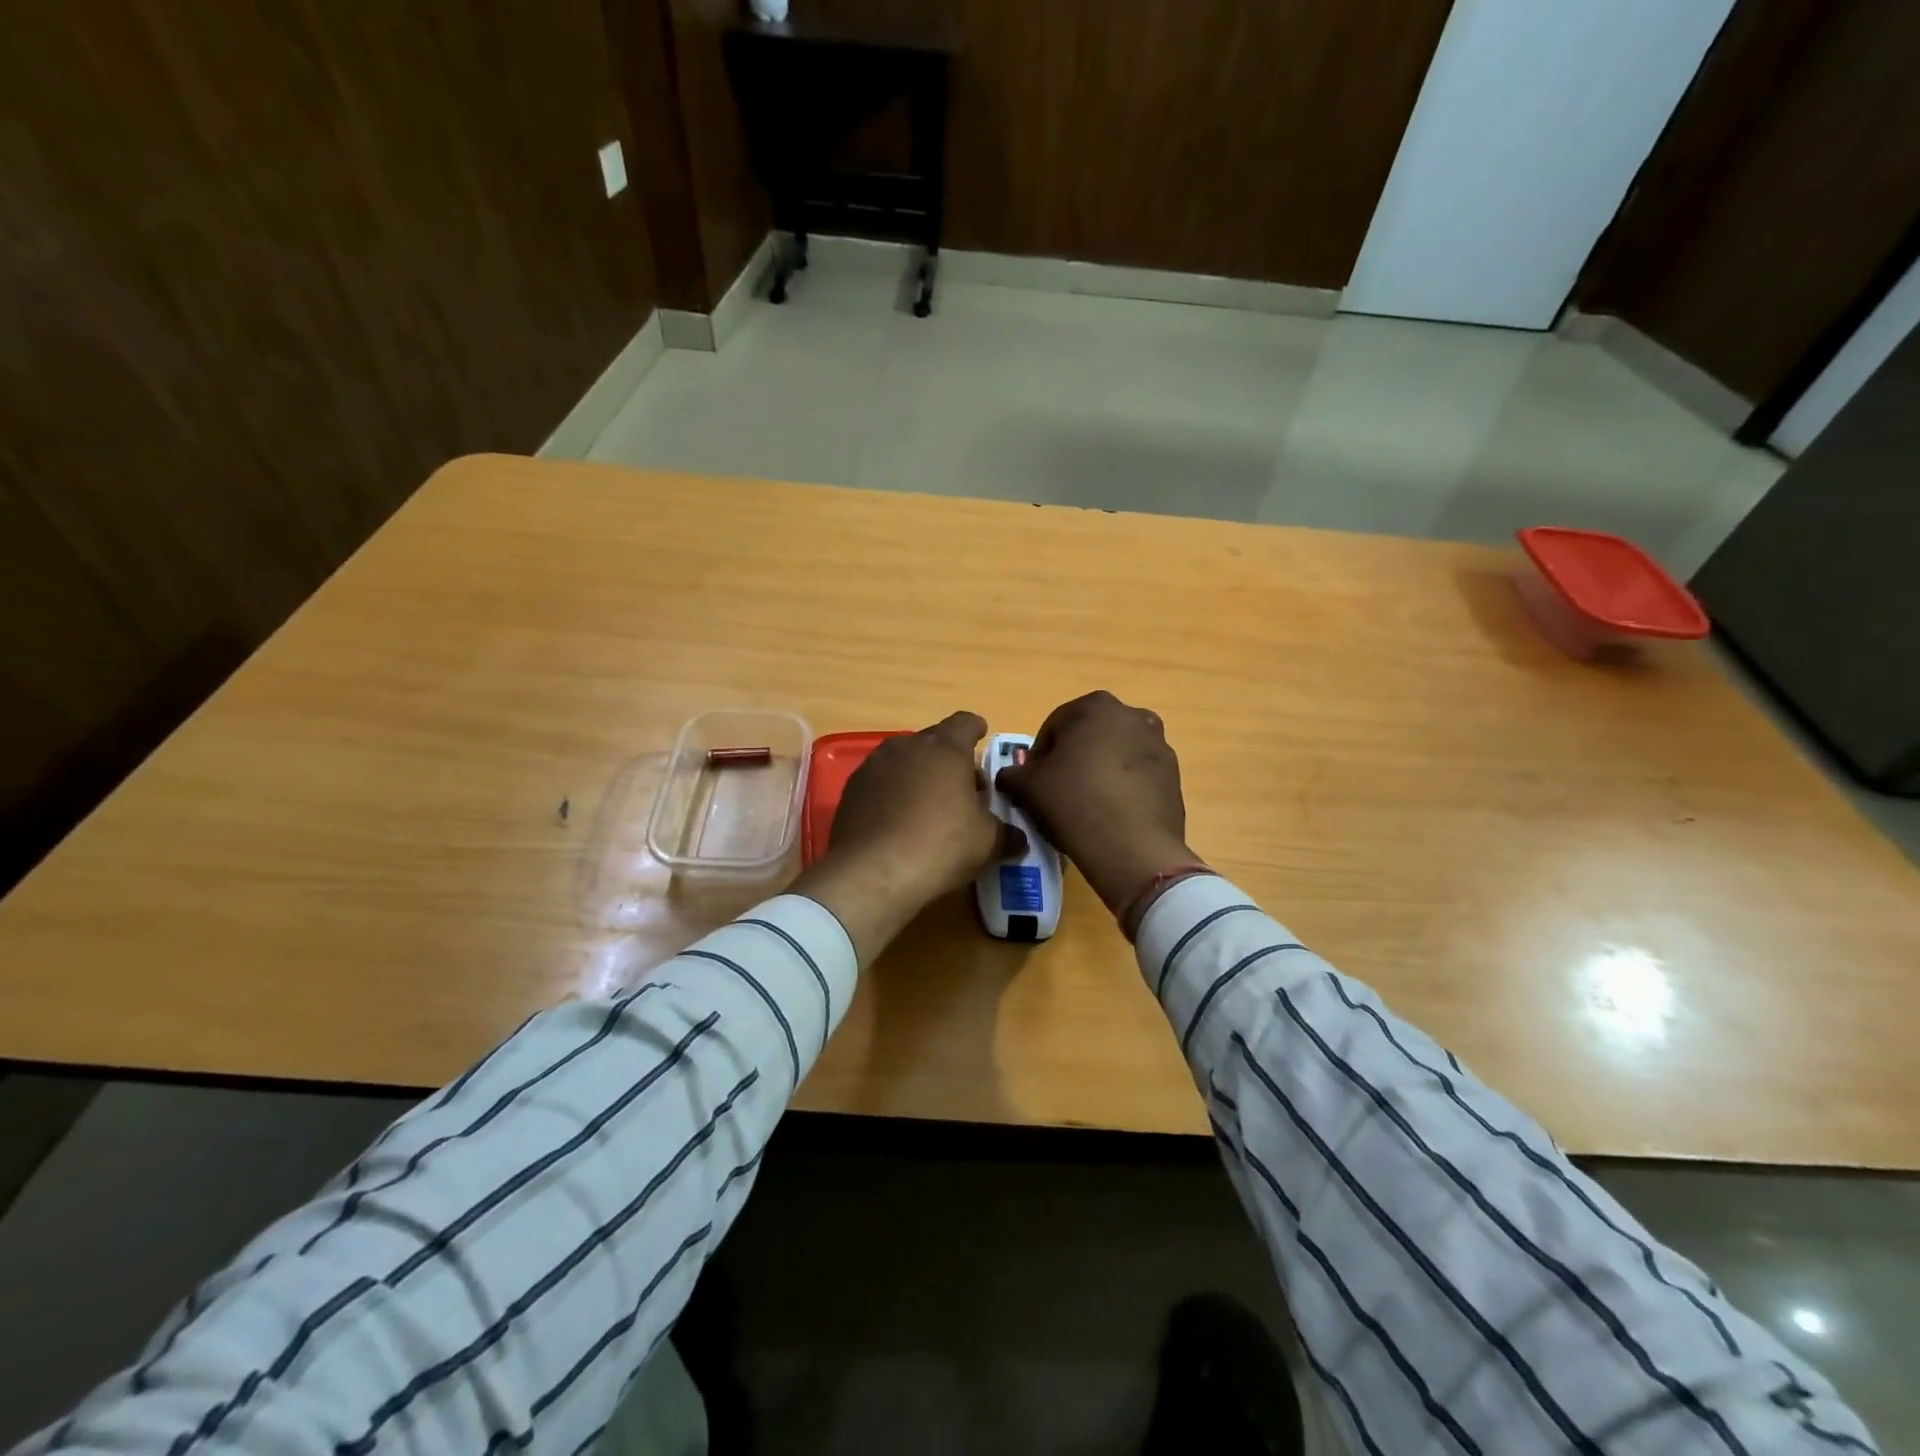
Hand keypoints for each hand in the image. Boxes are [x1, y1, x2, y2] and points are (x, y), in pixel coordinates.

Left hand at [791, 711, 1017, 963]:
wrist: (872, 873)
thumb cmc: (941, 845)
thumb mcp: (987, 842)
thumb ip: (1005, 833)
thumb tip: (1018, 839)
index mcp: (945, 748)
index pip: (965, 723)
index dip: (976, 729)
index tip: (982, 736)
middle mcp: (907, 746)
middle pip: (934, 742)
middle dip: (949, 760)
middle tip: (964, 788)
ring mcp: (874, 765)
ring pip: (904, 761)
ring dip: (919, 775)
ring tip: (930, 806)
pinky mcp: (851, 790)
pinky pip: (881, 783)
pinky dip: (893, 793)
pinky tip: (899, 821)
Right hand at [994, 691, 1196, 913]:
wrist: (1132, 847)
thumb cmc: (1073, 801)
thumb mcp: (1028, 786)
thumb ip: (1013, 774)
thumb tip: (1010, 776)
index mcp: (1096, 706)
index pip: (1054, 726)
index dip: (1038, 755)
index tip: (1032, 782)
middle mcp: (1133, 715)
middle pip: (1089, 736)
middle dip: (1072, 759)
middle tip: (1057, 791)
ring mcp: (1159, 745)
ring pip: (1116, 755)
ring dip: (1100, 771)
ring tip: (1086, 805)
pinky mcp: (1174, 777)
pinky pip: (1138, 777)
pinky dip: (1123, 788)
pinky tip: (1111, 815)